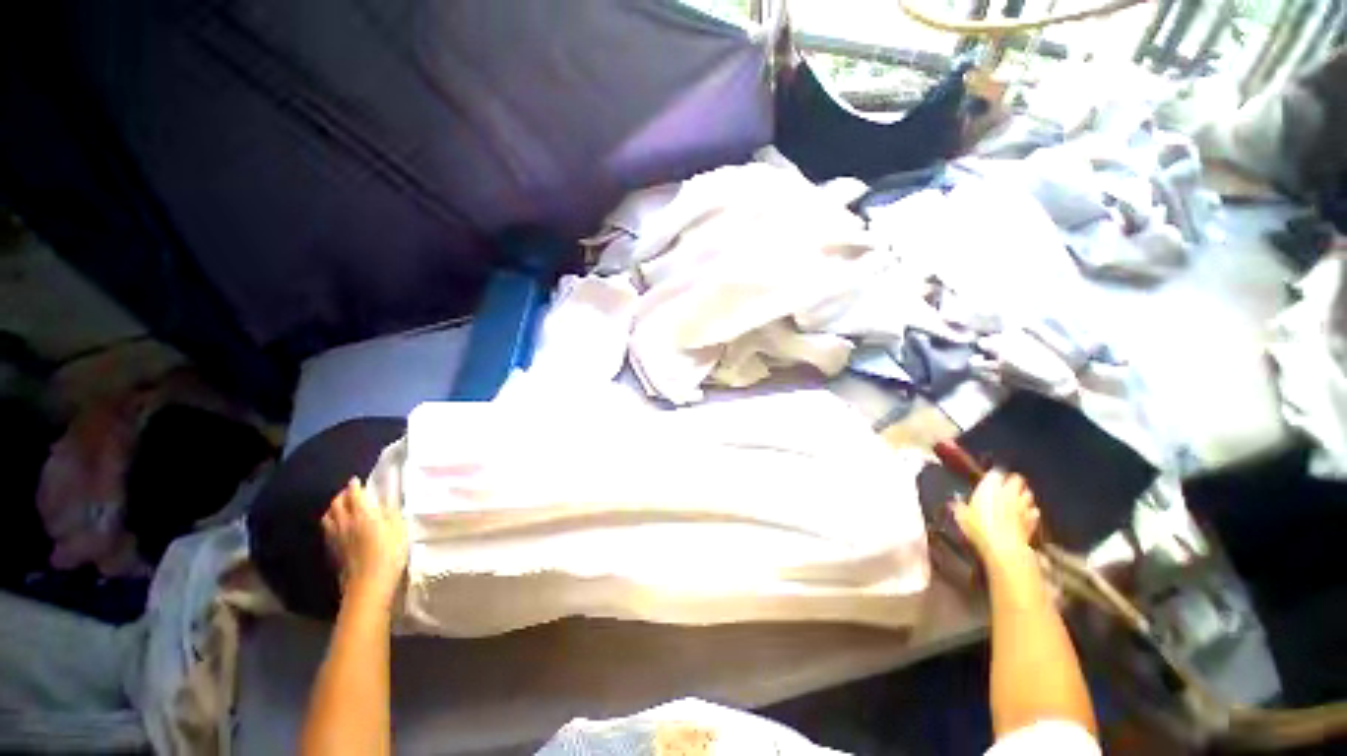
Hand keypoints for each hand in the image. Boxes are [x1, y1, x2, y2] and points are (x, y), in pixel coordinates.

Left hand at [322, 478, 408, 602]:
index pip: (354, 494)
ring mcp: (335, 538)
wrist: (368, 584)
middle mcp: (344, 523)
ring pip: (328, 517)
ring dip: (333, 509)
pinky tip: (338, 527)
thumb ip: (391, 513)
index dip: (355, 486)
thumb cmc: (389, 554)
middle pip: (336, 504)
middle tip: (350, 492)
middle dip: (342, 495)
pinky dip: (331, 523)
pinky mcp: (332, 551)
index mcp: (362, 515)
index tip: (356, 480)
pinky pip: (328, 531)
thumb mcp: (399, 529)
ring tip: (341, 508)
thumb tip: (386, 502)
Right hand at [953, 469, 1040, 565]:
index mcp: (990, 487)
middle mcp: (1009, 492)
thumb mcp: (961, 516)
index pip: (996, 472)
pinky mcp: (1033, 520)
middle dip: (1013, 481)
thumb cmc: (978, 528)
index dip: (994, 475)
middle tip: (1006, 486)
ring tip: (1016, 500)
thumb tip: (955, 500)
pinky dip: (1030, 511)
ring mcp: (1023, 506)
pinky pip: (1034, 511)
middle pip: (1017, 479)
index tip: (990, 479)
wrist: (1004, 548)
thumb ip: (959, 505)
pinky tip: (1025, 516)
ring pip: (1028, 494)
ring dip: (1023, 495)